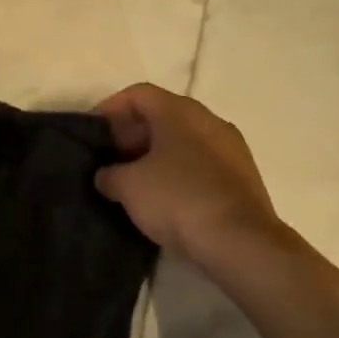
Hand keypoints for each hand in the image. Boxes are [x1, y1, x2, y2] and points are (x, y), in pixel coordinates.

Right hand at [95, 83, 285, 265]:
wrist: (242, 243)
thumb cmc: (178, 199)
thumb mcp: (128, 186)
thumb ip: (110, 174)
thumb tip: (108, 175)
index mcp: (180, 111)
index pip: (138, 94)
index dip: (110, 109)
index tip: (94, 134)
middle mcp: (209, 119)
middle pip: (162, 115)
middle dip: (133, 134)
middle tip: (112, 160)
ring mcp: (231, 148)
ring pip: (184, 140)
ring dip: (157, 155)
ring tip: (136, 183)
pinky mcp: (243, 177)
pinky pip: (202, 163)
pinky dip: (180, 172)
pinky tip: (167, 199)